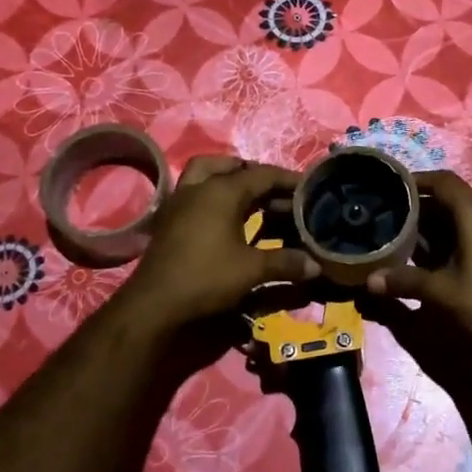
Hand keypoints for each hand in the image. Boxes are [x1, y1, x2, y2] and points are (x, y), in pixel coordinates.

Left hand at [115, 156, 320, 332]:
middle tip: (277, 193)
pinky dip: (213, 194)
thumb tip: (316, 265)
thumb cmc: (206, 278)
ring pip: (206, 173)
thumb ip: (285, 263)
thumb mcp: (251, 270)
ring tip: (251, 197)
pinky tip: (225, 217)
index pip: (262, 175)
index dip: (287, 180)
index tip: (308, 188)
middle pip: (232, 167)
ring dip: (229, 178)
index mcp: (222, 191)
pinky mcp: (169, 218)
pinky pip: (195, 191)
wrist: (154, 303)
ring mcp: (179, 200)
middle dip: (257, 176)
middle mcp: (199, 187)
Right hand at [364, 170, 471, 365]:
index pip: (444, 182)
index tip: (393, 188)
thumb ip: (405, 280)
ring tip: (411, 239)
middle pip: (455, 199)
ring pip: (469, 216)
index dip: (417, 181)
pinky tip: (439, 257)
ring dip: (441, 224)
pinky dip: (459, 236)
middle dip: (425, 208)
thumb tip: (370, 280)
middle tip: (395, 219)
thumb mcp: (442, 292)